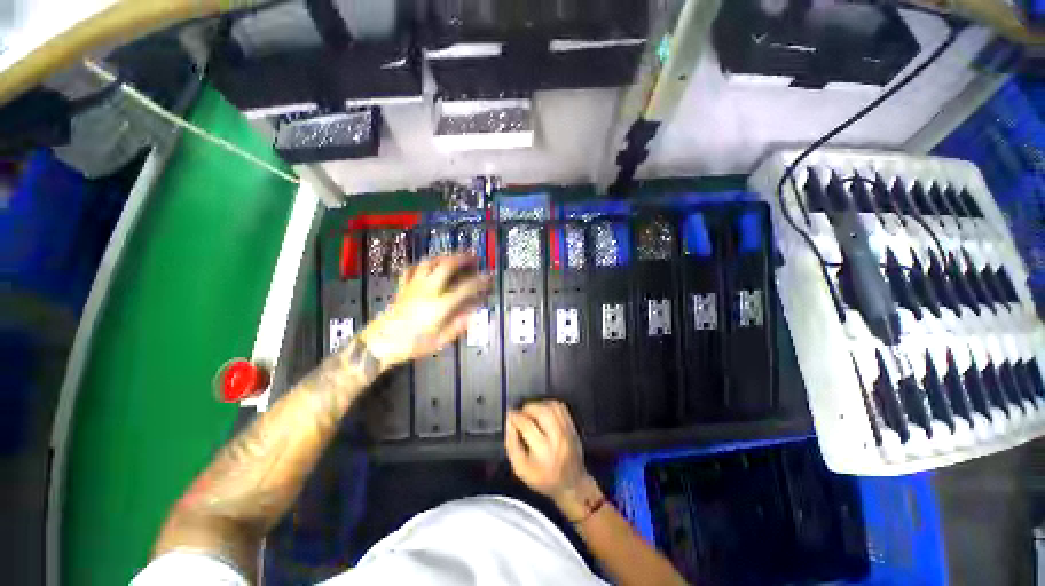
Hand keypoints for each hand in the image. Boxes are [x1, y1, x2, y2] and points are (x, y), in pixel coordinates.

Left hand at [362, 254, 492, 366]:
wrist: (379, 343)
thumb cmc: (411, 344)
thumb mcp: (439, 341)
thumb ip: (457, 326)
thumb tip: (472, 314)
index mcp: (440, 305)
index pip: (465, 288)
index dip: (479, 281)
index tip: (488, 277)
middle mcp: (428, 290)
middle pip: (447, 265)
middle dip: (462, 258)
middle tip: (472, 257)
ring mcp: (414, 286)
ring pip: (429, 262)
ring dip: (443, 257)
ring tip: (452, 257)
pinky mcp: (403, 287)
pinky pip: (411, 269)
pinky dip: (421, 264)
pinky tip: (426, 265)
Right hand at [504, 400, 601, 517]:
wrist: (572, 484)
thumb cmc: (543, 479)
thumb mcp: (521, 469)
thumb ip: (511, 444)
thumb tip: (509, 421)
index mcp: (544, 451)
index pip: (527, 425)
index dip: (515, 417)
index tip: (509, 416)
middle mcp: (558, 437)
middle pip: (541, 411)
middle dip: (527, 409)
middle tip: (521, 415)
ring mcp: (567, 430)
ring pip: (551, 406)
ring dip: (538, 405)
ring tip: (531, 413)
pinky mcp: (572, 426)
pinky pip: (560, 407)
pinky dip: (548, 405)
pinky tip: (543, 412)